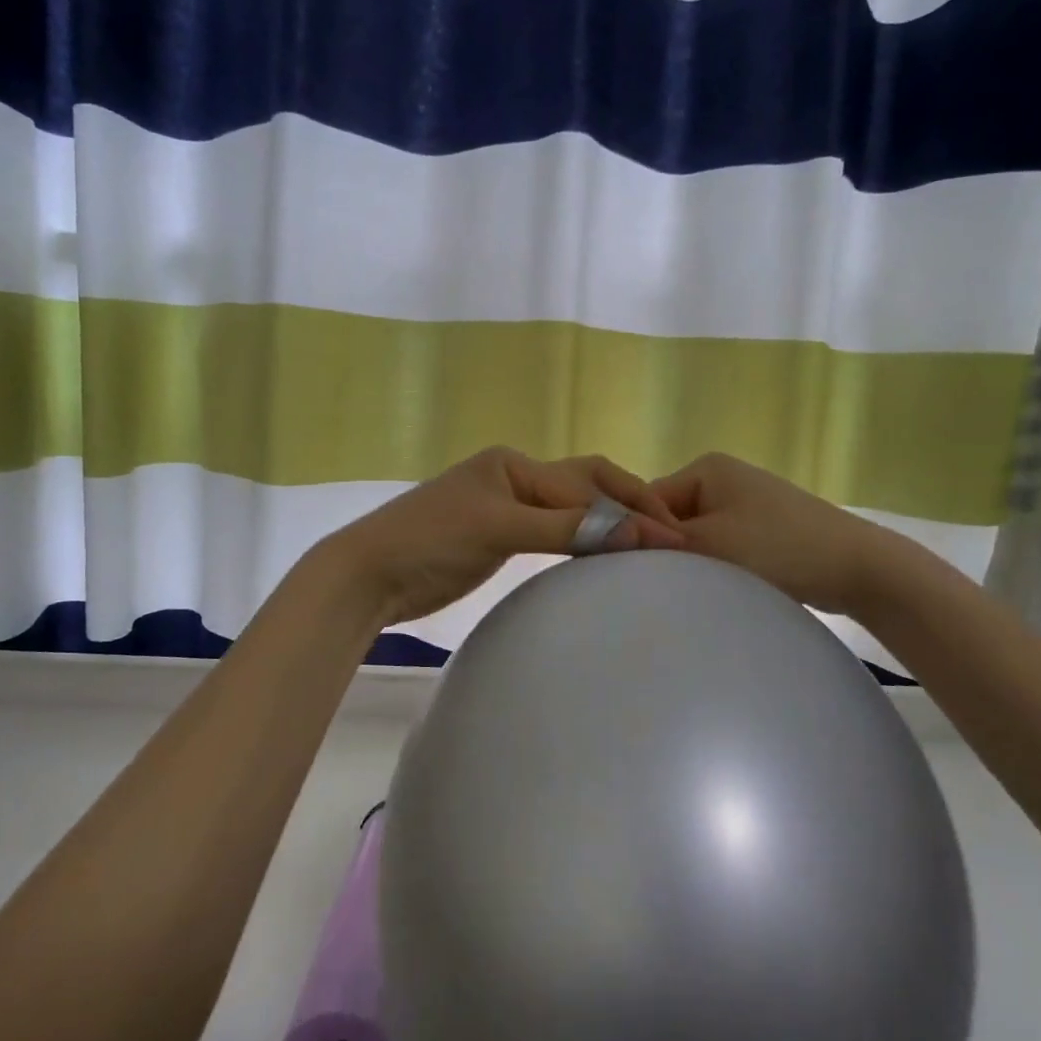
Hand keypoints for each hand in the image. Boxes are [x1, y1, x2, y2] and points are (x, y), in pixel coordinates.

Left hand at [320, 448, 685, 627]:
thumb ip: (565, 528)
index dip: (630, 510)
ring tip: (648, 549)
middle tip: (672, 540)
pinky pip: (552, 536)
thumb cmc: (429, 541)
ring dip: (607, 527)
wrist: (368, 575)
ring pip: (571, 513)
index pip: (587, 484)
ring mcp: (505, 510)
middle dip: (628, 509)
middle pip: (585, 489)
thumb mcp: (499, 528)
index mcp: (514, 465)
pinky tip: (602, 559)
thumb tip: (635, 532)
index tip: (672, 538)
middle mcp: (514, 479)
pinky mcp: (497, 539)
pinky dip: (581, 544)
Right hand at [651, 453, 909, 616]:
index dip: (637, 537)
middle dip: (665, 551)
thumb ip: (657, 545)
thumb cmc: (778, 547)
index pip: (646, 502)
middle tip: (660, 587)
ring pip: (694, 536)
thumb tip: (611, 546)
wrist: (859, 567)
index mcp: (704, 468)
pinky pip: (720, 546)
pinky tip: (716, 589)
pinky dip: (715, 566)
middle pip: (668, 519)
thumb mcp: (709, 545)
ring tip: (689, 591)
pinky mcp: (761, 529)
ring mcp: (743, 503)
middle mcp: (721, 478)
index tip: (631, 574)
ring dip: (691, 563)